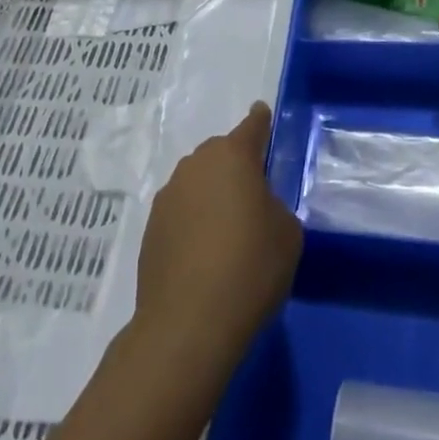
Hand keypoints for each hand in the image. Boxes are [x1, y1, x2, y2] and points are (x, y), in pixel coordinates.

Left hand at [134, 103, 301, 363]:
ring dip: (211, 195)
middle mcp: (196, 165)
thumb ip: (275, 206)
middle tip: (253, 198)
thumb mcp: (287, 233)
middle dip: (236, 167)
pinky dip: (193, 222)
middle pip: (221, 154)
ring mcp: (169, 195)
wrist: (187, 325)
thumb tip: (257, 207)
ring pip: (198, 182)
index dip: (261, 121)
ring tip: (227, 231)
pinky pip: (181, 212)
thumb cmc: (249, 267)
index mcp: (233, 156)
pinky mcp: (151, 228)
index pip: (252, 126)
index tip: (262, 115)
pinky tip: (203, 254)